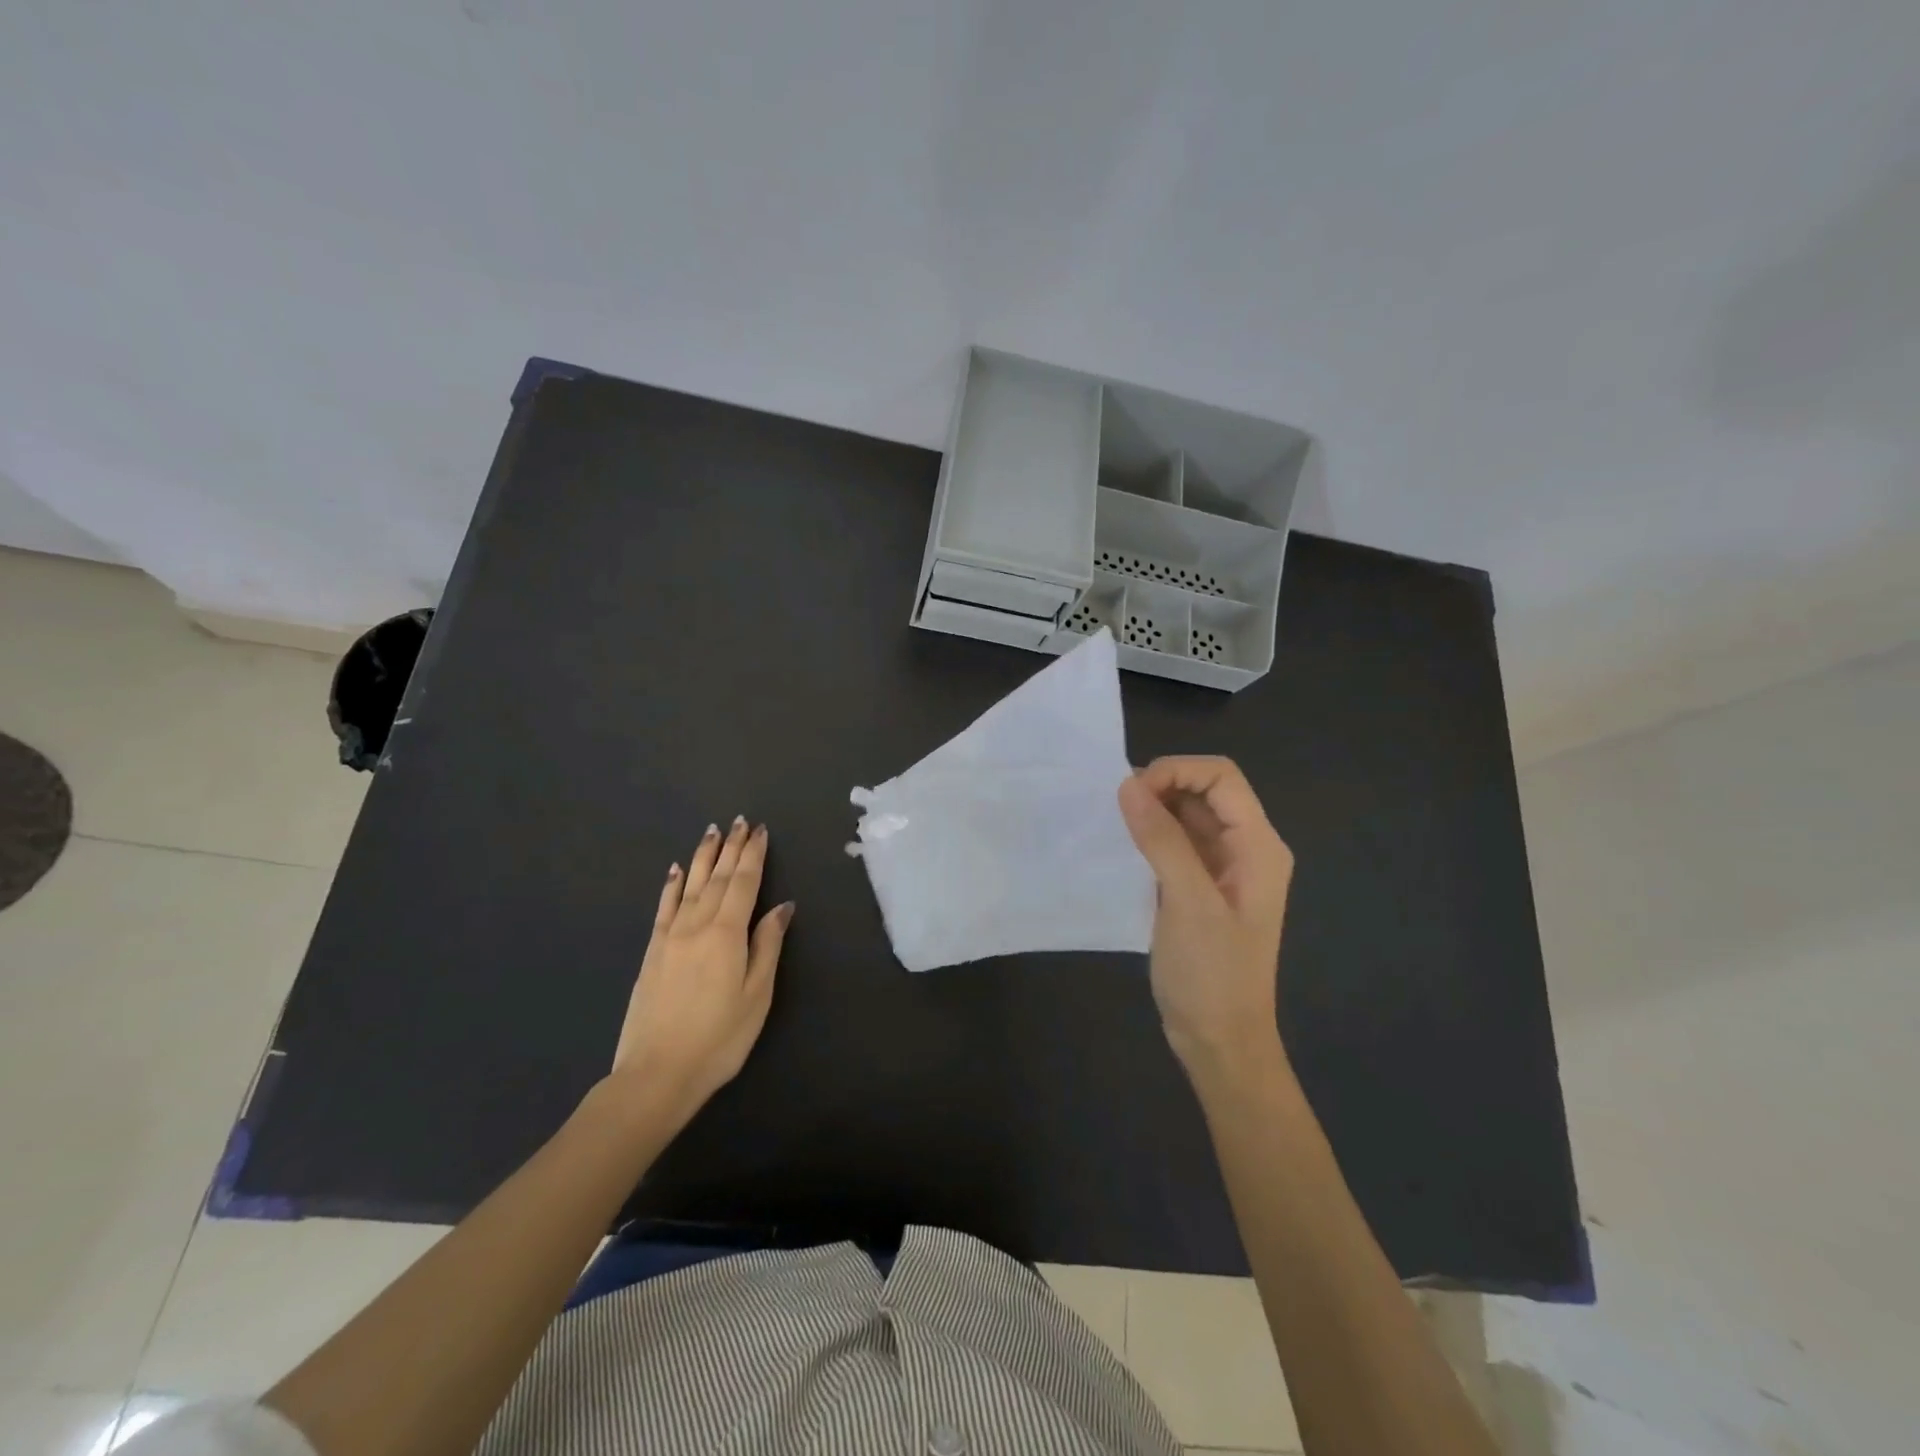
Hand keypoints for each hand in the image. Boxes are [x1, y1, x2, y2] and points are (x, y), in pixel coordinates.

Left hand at [608, 817, 793, 1128]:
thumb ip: (767, 945)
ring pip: (690, 885)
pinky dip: (672, 885)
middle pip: (717, 878)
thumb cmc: (719, 1037)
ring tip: (712, 832)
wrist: (656, 1073)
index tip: (760, 830)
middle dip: (731, 848)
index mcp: (727, 933)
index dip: (753, 855)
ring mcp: (670, 937)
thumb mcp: (757, 994)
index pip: (744, 883)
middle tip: (739, 821)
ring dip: (703, 857)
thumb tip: (782, 906)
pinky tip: (676, 870)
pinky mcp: (652, 952)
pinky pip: (664, 907)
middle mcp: (697, 925)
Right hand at [1117, 757, 1294, 1080]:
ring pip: (1187, 814)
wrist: (1220, 1041)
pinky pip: (1175, 843)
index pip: (1221, 777)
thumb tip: (1128, 784)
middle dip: (1161, 786)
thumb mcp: (1188, 902)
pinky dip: (1150, 834)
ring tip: (1113, 822)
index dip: (1177, 771)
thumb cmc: (1212, 974)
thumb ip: (1162, 839)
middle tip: (1117, 807)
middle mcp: (1245, 848)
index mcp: (1258, 846)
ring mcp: (1222, 868)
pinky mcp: (1199, 886)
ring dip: (1152, 809)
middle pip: (1205, 790)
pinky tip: (1122, 845)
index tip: (1132, 792)